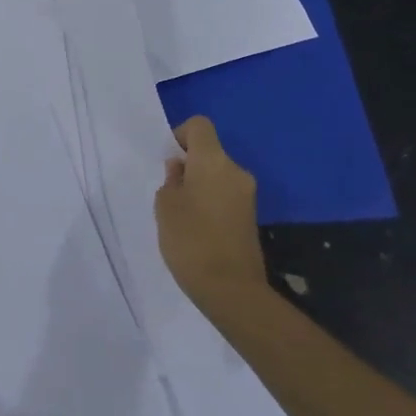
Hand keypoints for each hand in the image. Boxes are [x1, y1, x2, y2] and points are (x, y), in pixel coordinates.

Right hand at [155, 116, 266, 311]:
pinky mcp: (250, 216)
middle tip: (169, 192)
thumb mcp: (165, 205)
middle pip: (209, 152)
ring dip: (199, 185)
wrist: (231, 289)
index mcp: (213, 161)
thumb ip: (171, 180)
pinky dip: (210, 202)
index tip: (168, 160)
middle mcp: (235, 171)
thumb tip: (181, 169)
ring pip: (217, 175)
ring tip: (181, 214)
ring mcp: (247, 195)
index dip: (180, 135)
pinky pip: (225, 195)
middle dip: (188, 165)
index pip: (199, 126)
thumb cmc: (190, 239)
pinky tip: (197, 228)